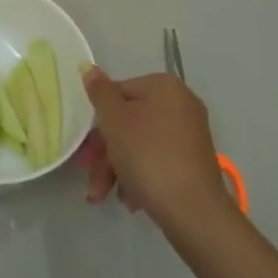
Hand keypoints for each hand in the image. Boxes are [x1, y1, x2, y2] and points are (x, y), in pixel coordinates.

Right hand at [76, 67, 230, 231]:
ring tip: (100, 196)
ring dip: (115, 168)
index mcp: (164, 87)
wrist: (194, 211)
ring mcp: (189, 135)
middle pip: (129, 121)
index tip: (84, 144)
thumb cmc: (148, 155)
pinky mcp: (192, 162)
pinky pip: (157, 160)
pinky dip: (138, 176)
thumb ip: (99, 92)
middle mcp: (181, 104)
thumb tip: (89, 66)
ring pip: (140, 144)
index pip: (119, 92)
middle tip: (86, 171)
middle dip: (104, 150)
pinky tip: (129, 200)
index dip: (98, 118)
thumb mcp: (114, 120)